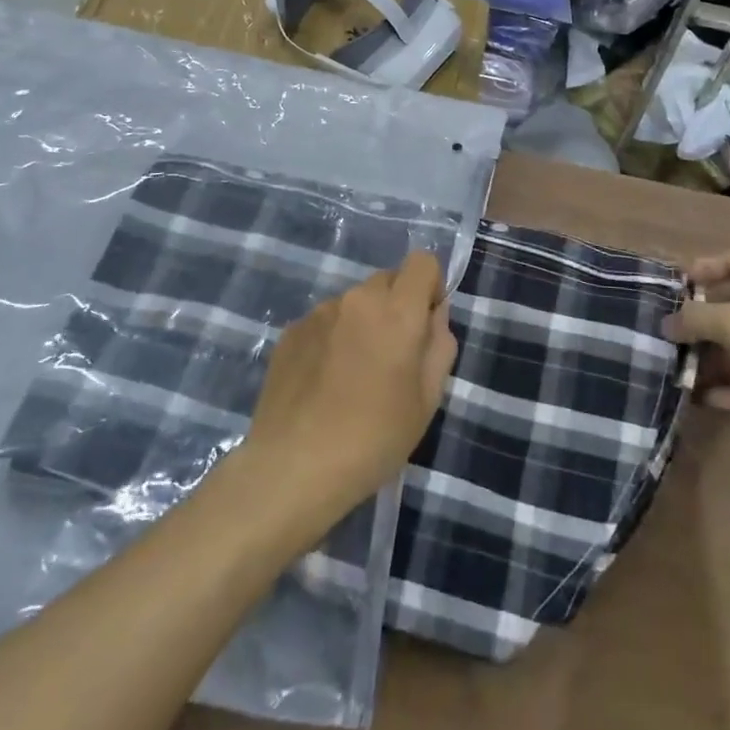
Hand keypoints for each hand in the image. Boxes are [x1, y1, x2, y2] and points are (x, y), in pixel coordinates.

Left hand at [245, 252, 456, 517]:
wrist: (293, 468)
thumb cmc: (374, 439)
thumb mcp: (428, 400)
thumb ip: (439, 345)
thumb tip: (433, 316)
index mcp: (397, 311)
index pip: (422, 261)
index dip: (430, 286)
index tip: (425, 325)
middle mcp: (357, 299)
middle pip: (387, 281)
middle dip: (396, 307)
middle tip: (391, 358)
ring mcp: (319, 312)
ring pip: (354, 303)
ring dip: (362, 323)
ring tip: (352, 377)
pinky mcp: (290, 331)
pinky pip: (325, 322)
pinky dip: (332, 339)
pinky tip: (323, 384)